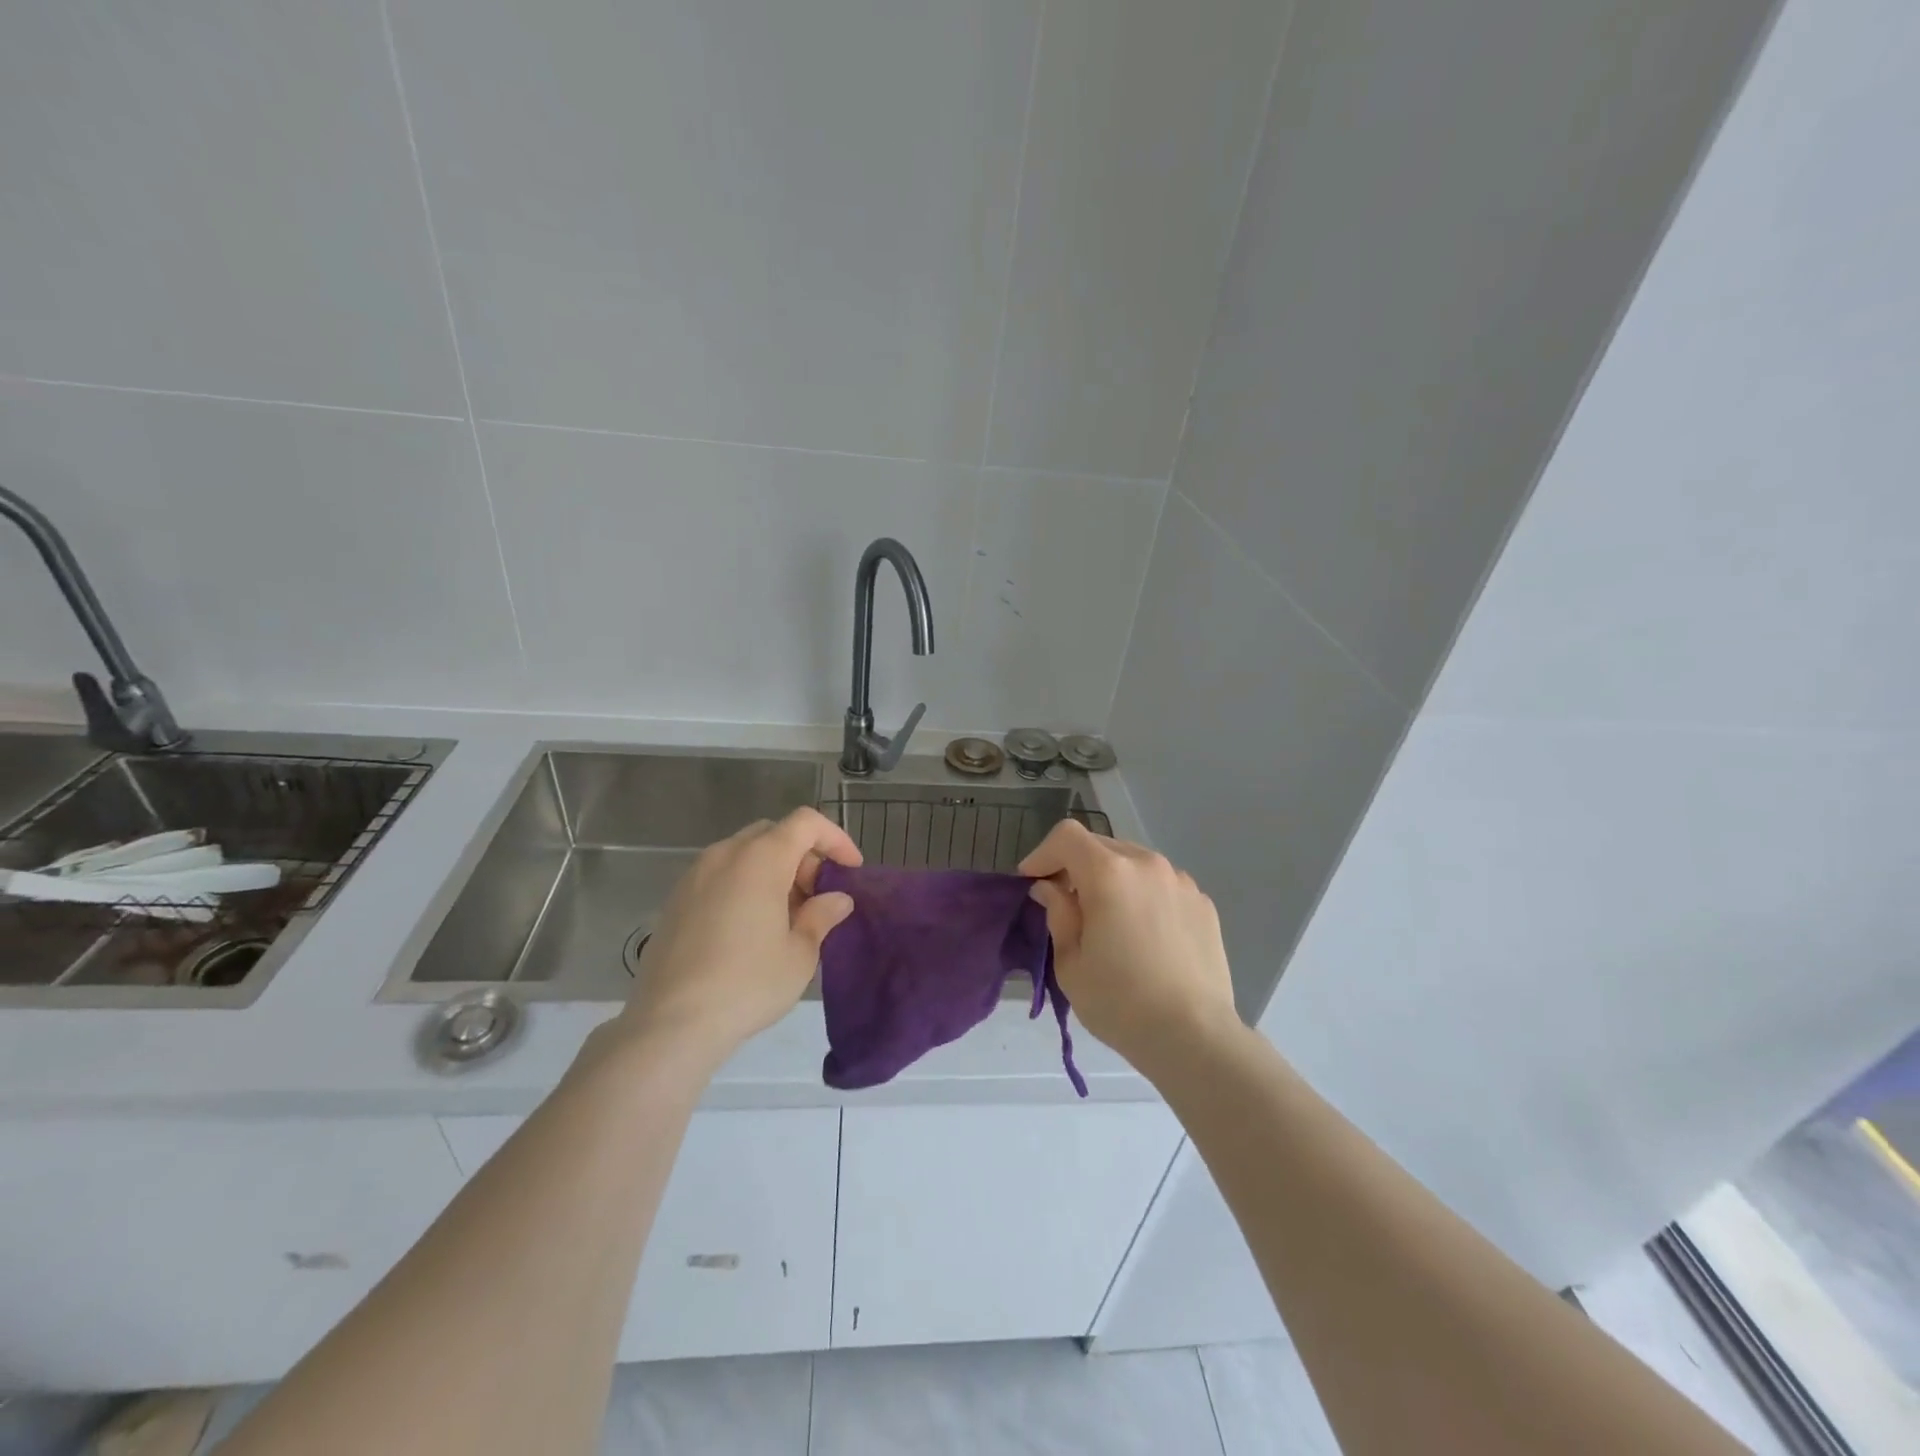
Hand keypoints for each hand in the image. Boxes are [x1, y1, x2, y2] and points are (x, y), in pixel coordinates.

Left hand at [618, 807, 861, 1066]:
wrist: (670, 1023)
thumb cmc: (747, 984)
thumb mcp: (799, 954)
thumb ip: (821, 916)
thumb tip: (836, 899)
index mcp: (760, 859)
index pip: (806, 823)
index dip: (835, 839)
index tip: (850, 870)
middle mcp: (725, 855)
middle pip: (774, 834)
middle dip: (804, 856)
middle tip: (818, 896)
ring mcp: (694, 875)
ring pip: (745, 853)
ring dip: (774, 870)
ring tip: (787, 915)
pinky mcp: (676, 899)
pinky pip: (721, 874)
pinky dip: (745, 884)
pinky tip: (751, 928)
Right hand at [1020, 820, 1239, 1070]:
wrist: (1194, 1037)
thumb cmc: (1120, 1002)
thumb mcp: (1071, 962)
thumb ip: (1058, 913)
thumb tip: (1051, 888)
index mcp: (1109, 873)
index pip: (1067, 836)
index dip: (1043, 854)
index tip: (1032, 882)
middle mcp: (1147, 864)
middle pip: (1101, 846)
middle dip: (1076, 867)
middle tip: (1065, 903)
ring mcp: (1181, 882)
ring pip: (1134, 863)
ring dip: (1112, 879)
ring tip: (1108, 919)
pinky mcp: (1203, 903)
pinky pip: (1162, 885)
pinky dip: (1143, 895)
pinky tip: (1143, 934)